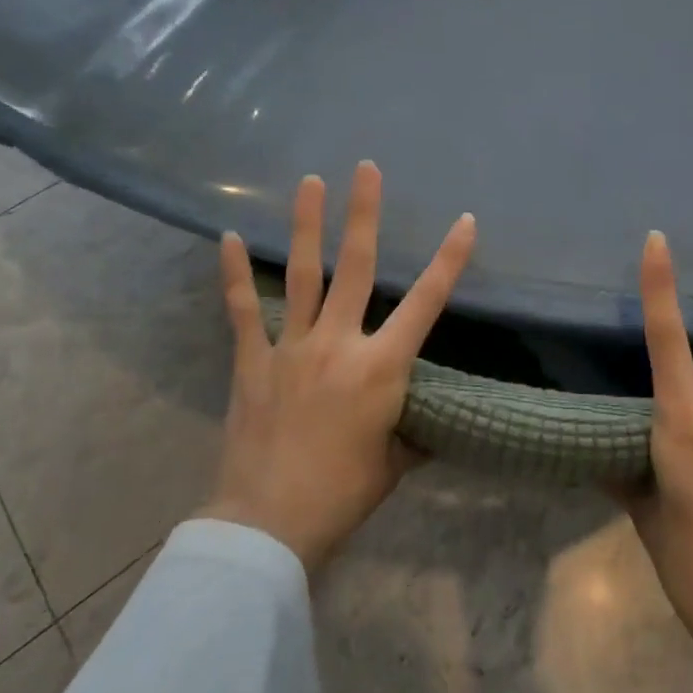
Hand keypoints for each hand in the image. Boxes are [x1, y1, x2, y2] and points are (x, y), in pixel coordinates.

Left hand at [200, 162, 475, 574]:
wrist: (270, 523)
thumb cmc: (344, 493)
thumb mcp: (395, 461)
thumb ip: (411, 429)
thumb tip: (427, 422)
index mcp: (382, 367)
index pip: (426, 303)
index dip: (448, 260)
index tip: (464, 221)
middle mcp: (339, 343)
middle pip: (356, 266)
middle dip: (364, 214)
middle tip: (365, 168)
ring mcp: (292, 347)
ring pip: (302, 273)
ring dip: (307, 224)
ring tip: (309, 181)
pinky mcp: (253, 360)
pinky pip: (243, 309)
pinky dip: (234, 273)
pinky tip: (228, 238)